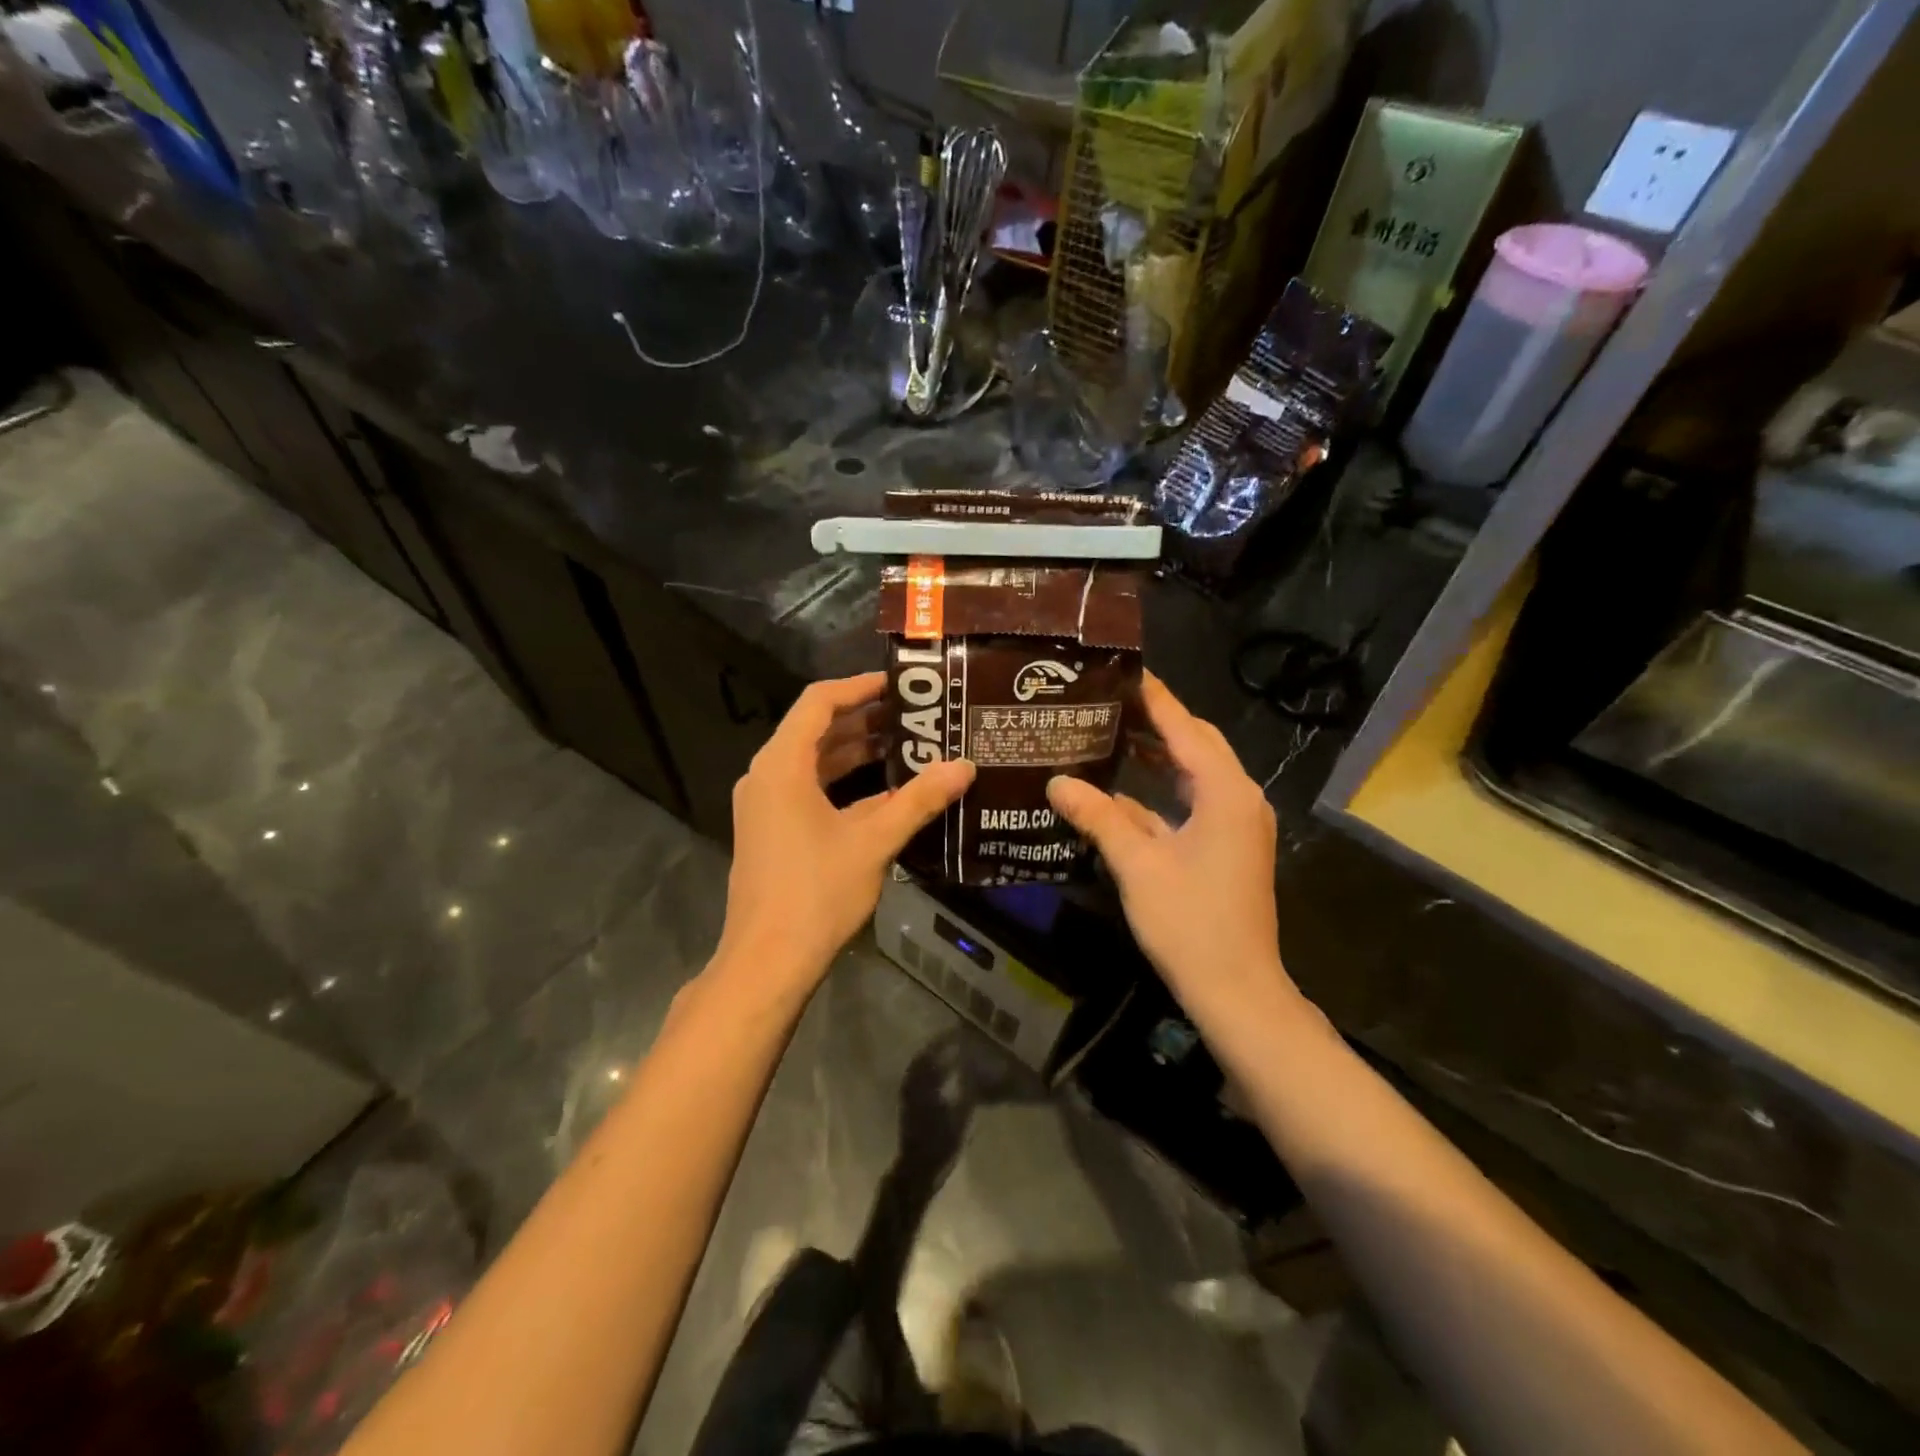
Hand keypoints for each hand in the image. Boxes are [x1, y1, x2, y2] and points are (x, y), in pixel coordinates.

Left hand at [718, 672, 973, 993]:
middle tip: (915, 714)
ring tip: (907, 744)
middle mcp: (767, 776)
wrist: (767, 961)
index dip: (859, 686)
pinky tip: (886, 791)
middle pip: (816, 730)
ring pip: (813, 762)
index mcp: (781, 765)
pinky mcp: (772, 830)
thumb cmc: (817, 893)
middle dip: (864, 719)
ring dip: (856, 751)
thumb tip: (965, 767)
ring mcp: (766, 805)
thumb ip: (919, 800)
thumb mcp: (873, 841)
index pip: (819, 702)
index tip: (900, 684)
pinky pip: (809, 789)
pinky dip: (844, 783)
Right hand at [1047, 673, 1291, 1018]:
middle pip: (1196, 743)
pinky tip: (1123, 789)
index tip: (1122, 670)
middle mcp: (1239, 798)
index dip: (1154, 698)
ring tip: (1111, 732)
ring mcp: (1237, 824)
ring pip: (1196, 772)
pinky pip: (1195, 800)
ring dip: (1160, 753)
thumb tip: (1057, 782)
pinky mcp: (1229, 845)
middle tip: (1108, 700)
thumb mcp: (1137, 865)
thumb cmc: (1190, 923)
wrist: (1237, 989)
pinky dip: (1163, 789)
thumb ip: (1098, 817)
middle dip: (1156, 720)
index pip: (1185, 728)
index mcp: (1225, 792)